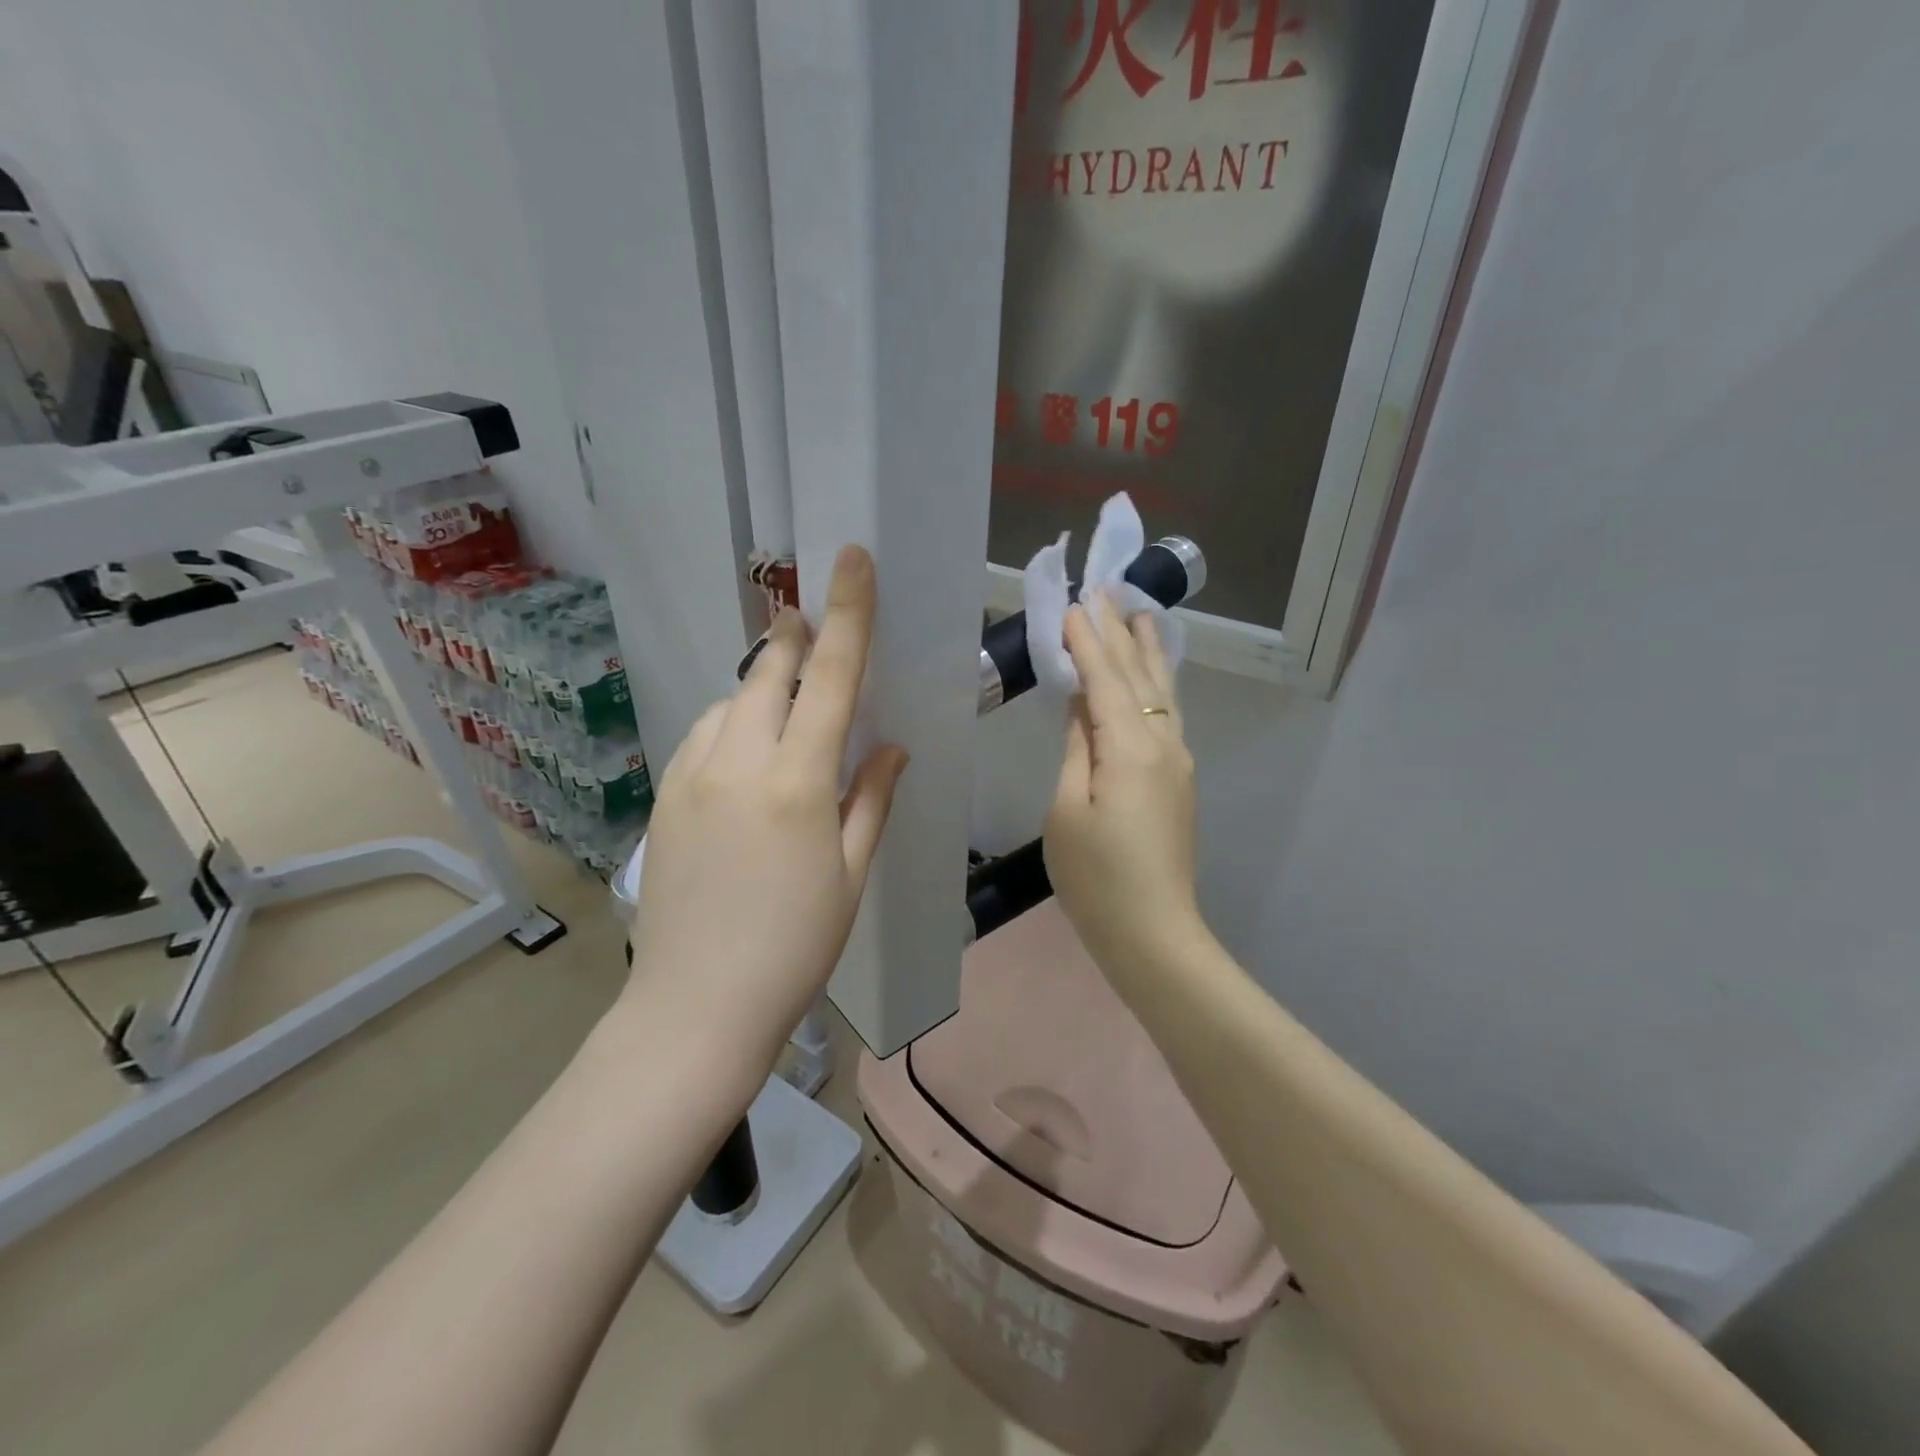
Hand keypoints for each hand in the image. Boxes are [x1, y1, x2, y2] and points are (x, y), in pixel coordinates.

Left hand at [626, 545, 907, 1067]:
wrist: (697, 1007)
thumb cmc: (795, 947)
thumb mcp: (851, 874)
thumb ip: (871, 798)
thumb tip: (890, 747)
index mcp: (798, 783)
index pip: (832, 678)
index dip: (848, 615)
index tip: (850, 560)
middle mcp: (738, 763)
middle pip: (768, 673)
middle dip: (793, 639)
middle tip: (809, 621)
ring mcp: (691, 777)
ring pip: (729, 703)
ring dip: (760, 688)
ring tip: (783, 707)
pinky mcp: (662, 798)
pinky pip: (701, 737)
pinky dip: (728, 725)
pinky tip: (742, 754)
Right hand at [1044, 591, 1201, 980]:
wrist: (1153, 933)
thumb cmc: (1097, 878)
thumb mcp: (1067, 811)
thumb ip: (1076, 750)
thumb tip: (1082, 707)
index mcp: (1131, 748)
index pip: (1105, 679)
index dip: (1088, 641)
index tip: (1074, 603)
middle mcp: (1164, 744)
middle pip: (1139, 676)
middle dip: (1121, 633)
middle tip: (1108, 590)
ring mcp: (1178, 762)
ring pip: (1162, 693)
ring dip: (1148, 652)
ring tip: (1142, 615)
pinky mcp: (1179, 781)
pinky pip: (1166, 715)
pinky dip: (1156, 684)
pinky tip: (1153, 677)